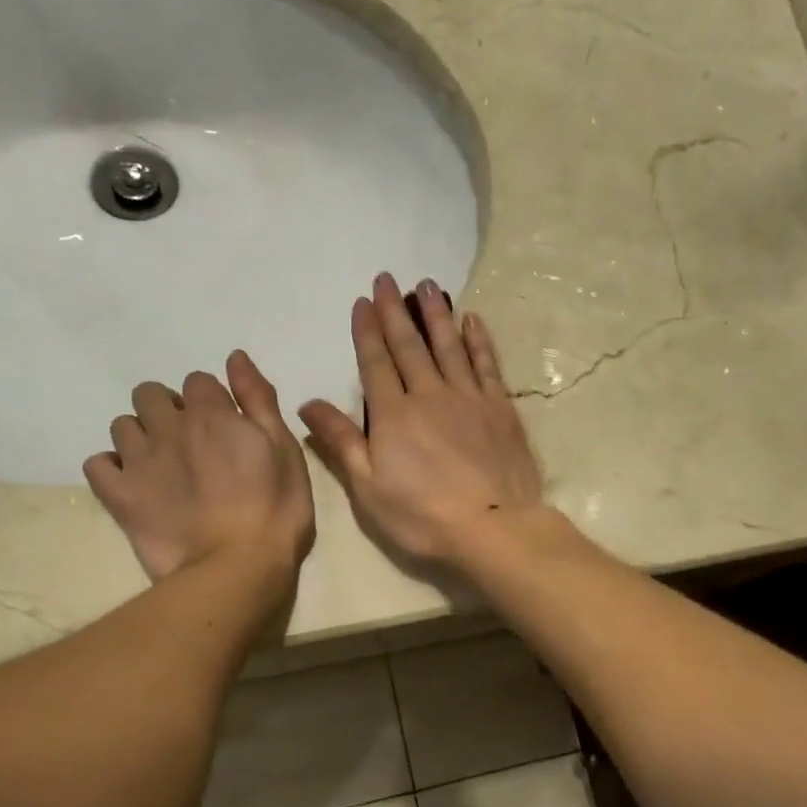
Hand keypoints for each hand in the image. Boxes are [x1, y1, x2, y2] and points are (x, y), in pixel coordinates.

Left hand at [85, 352, 314, 582]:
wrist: (237, 567)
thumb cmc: (275, 510)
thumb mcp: (285, 450)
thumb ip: (259, 400)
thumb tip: (235, 356)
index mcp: (211, 414)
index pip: (198, 381)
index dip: (211, 402)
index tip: (224, 428)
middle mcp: (169, 427)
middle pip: (150, 394)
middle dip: (168, 409)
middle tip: (190, 444)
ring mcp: (139, 461)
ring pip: (122, 425)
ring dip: (140, 435)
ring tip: (161, 465)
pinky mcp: (119, 496)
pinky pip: (97, 464)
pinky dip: (111, 468)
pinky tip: (130, 483)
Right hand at [300, 273, 546, 568]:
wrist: (492, 527)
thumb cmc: (421, 516)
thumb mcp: (367, 487)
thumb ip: (341, 441)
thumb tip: (306, 404)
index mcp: (393, 415)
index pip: (376, 363)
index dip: (367, 331)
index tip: (363, 301)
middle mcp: (429, 395)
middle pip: (410, 346)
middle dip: (396, 311)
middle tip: (388, 278)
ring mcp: (469, 398)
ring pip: (449, 346)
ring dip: (436, 314)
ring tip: (428, 286)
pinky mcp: (500, 409)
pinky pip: (486, 364)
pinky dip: (478, 340)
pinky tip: (472, 320)